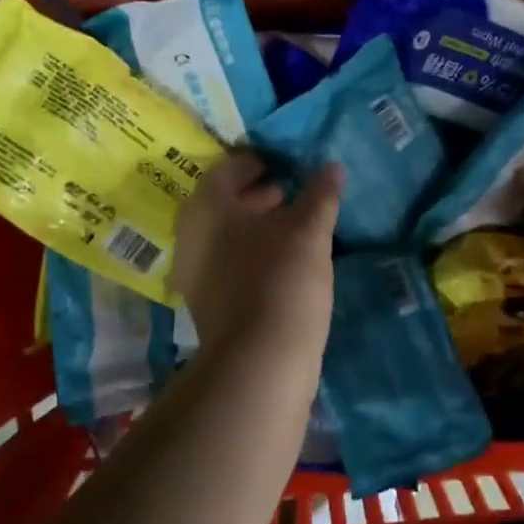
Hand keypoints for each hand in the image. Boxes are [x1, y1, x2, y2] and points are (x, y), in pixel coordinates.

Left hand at [172, 153, 341, 354]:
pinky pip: (228, 262)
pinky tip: (284, 261)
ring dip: (257, 225)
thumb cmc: (281, 281)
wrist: (259, 362)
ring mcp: (195, 271)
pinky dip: (252, 252)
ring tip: (295, 226)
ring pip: (226, 234)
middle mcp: (191, 234)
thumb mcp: (308, 233)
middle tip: (292, 192)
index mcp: (207, 207)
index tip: (286, 164)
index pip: (229, 168)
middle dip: (258, 194)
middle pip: (224, 201)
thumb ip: (319, 196)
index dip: (259, 161)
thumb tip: (331, 166)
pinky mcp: (207, 301)